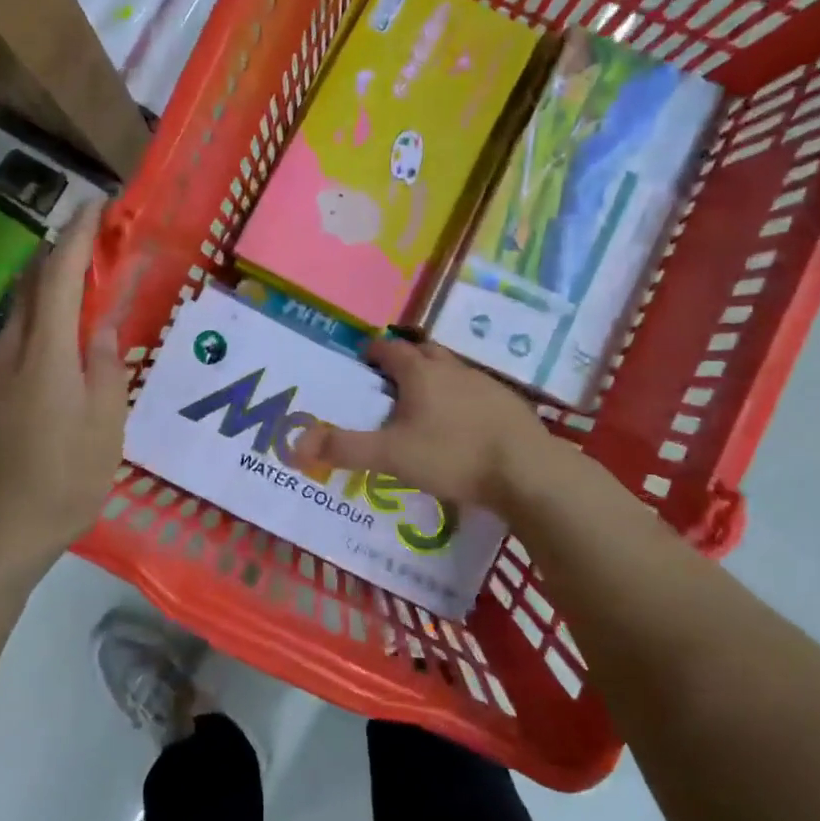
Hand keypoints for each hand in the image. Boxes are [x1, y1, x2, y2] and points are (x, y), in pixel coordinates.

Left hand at [0, 205, 128, 576]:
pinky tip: (54, 357)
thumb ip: (104, 368)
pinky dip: (35, 330)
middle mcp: (5, 350)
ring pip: (17, 315)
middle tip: (97, 248)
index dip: (79, 234)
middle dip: (62, 256)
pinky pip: (8, 346)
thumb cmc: (58, 484)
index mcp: (43, 352)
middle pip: (31, 285)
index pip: (59, 274)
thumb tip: (102, 327)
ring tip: (84, 302)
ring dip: (48, 295)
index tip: (99, 205)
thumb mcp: (104, 429)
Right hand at [290, 338, 546, 512]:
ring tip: (421, 404)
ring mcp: (484, 383)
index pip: (390, 349)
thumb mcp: (390, 455)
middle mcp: (452, 368)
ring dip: (434, 379)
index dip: (373, 352)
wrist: (527, 471)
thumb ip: (343, 448)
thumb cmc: (452, 455)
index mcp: (420, 373)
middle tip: (389, 383)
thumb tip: (293, 443)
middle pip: (423, 353)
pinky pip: (476, 391)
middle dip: (404, 361)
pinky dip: (461, 400)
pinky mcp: (508, 404)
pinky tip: (460, 425)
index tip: (363, 362)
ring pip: (451, 371)